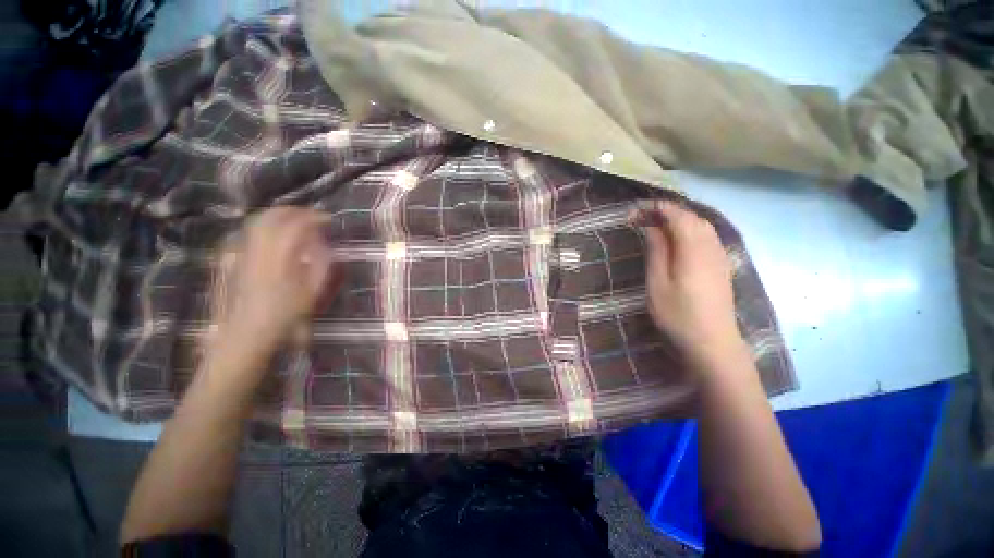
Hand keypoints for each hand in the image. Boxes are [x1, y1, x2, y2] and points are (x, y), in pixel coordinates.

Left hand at [214, 207, 344, 355]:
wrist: (245, 334)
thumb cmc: (284, 316)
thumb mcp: (311, 294)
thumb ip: (320, 265)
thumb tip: (324, 245)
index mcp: (280, 260)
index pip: (295, 226)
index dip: (313, 217)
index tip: (328, 219)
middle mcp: (257, 250)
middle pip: (272, 217)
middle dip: (294, 210)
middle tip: (311, 215)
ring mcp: (241, 252)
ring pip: (257, 221)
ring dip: (278, 214)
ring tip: (295, 219)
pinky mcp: (233, 258)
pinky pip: (248, 232)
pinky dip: (264, 225)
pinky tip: (274, 234)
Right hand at [632, 200, 744, 368]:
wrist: (712, 342)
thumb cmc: (678, 314)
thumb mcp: (658, 282)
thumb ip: (657, 250)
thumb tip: (652, 226)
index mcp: (693, 248)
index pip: (676, 215)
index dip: (655, 208)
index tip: (632, 213)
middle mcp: (711, 245)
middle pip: (691, 216)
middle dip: (666, 211)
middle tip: (640, 218)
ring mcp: (719, 255)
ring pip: (702, 224)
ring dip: (678, 219)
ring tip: (655, 225)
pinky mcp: (722, 264)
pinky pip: (707, 236)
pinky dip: (690, 229)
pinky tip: (678, 238)